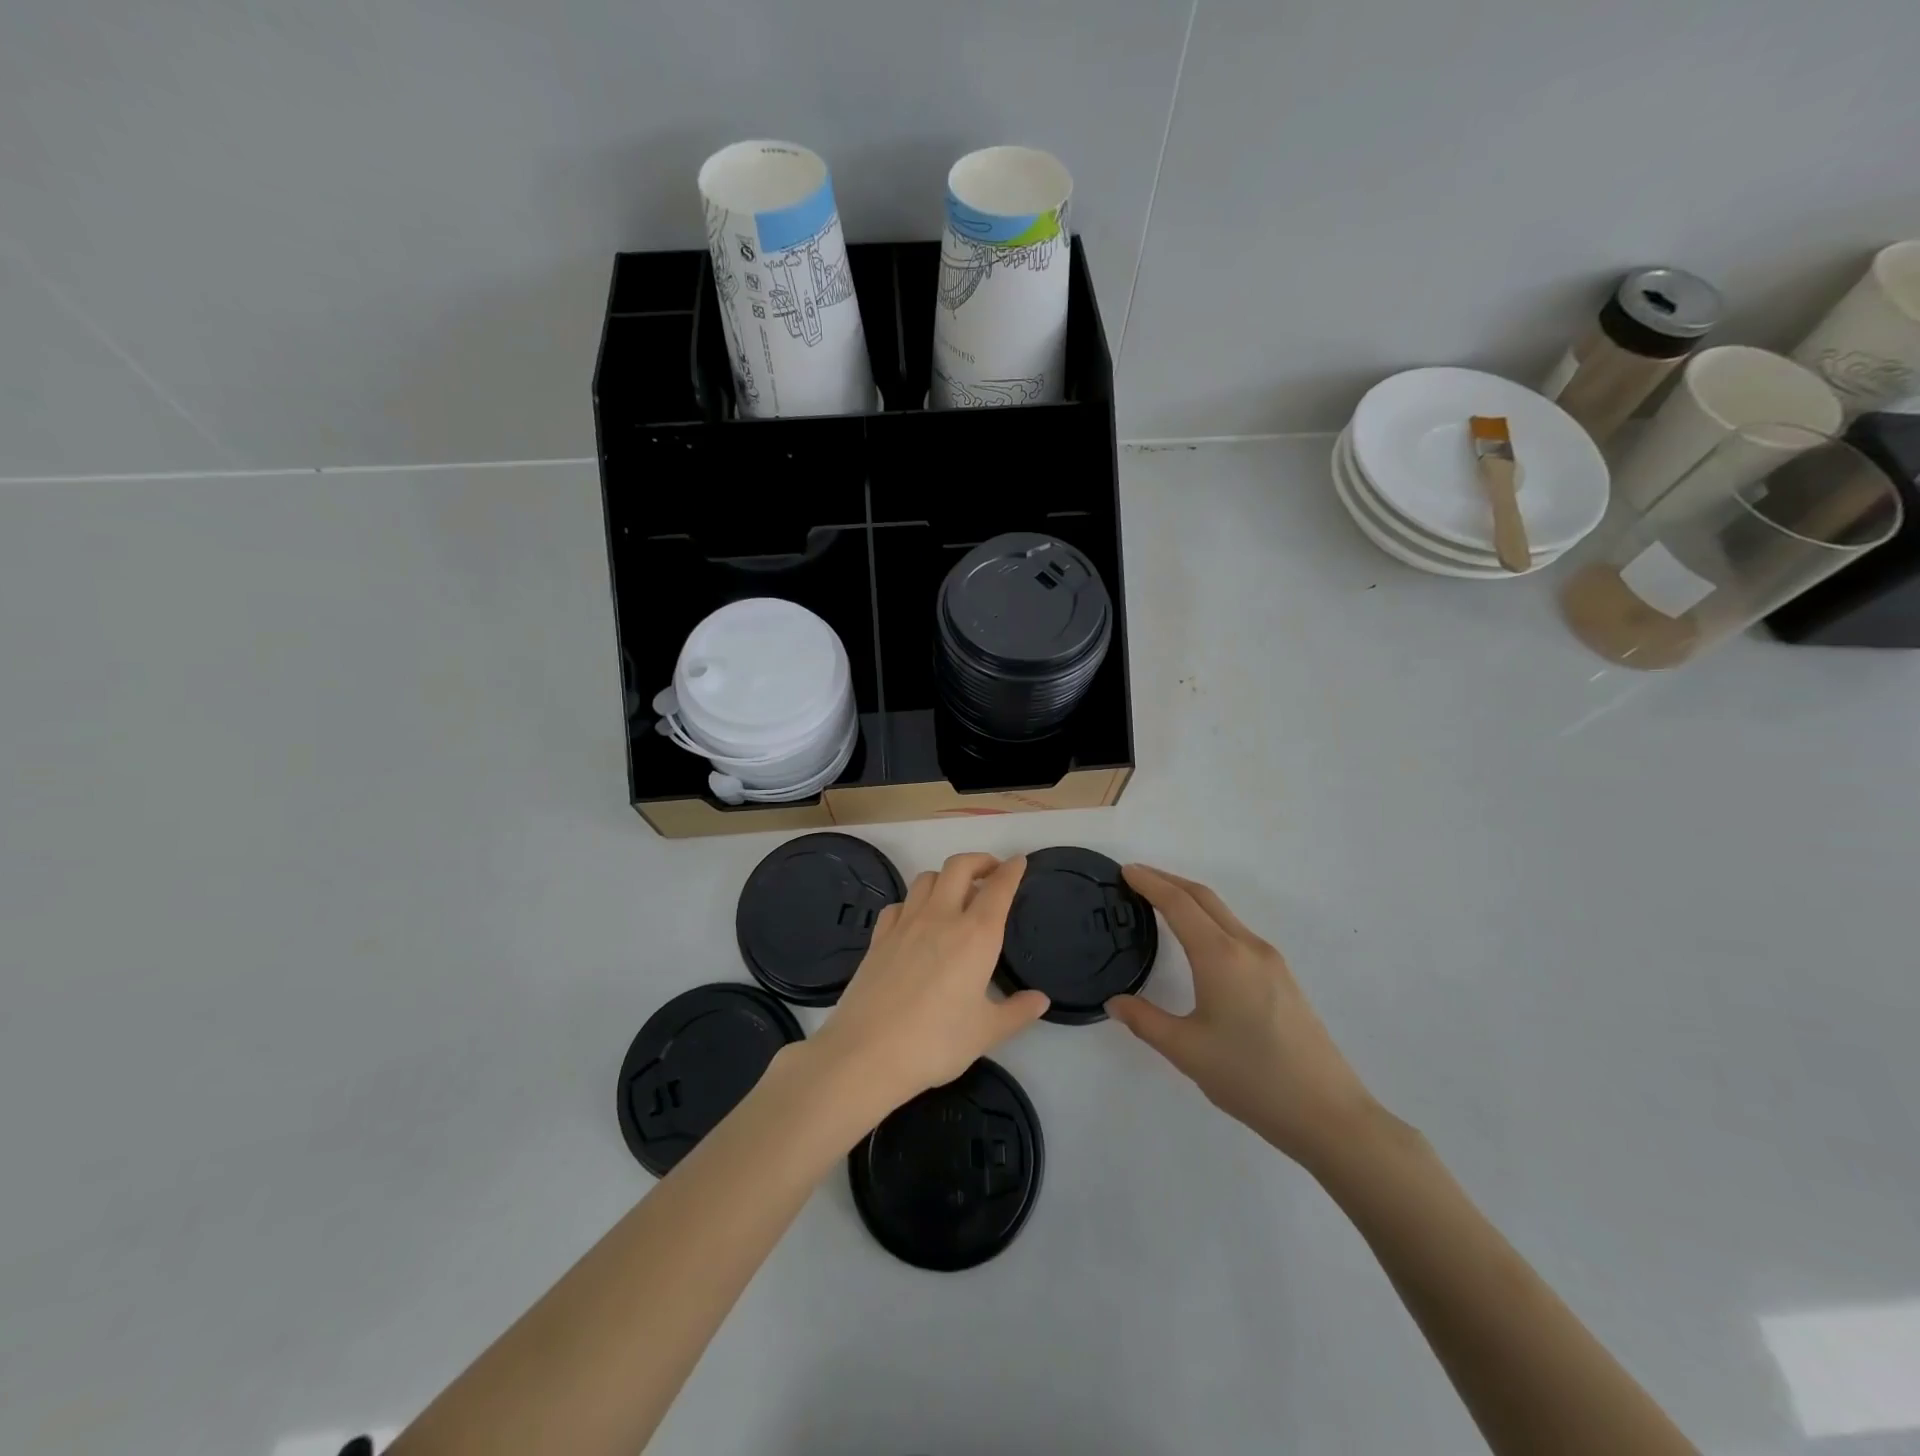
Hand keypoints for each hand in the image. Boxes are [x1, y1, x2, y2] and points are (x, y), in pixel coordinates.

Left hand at [811, 853, 1048, 1120]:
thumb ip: (1017, 1012)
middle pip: (959, 866)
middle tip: (992, 871)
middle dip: (979, 860)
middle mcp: (941, 917)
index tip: (1019, 861)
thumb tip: (1040, 1000)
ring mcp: (905, 924)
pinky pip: (899, 904)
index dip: (1012, 870)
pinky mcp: (878, 937)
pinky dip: (913, 902)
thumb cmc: (936, 1042)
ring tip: (956, 894)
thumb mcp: (986, 1032)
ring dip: (946, 877)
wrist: (866, 1052)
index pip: (998, 889)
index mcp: (975, 935)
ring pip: (926, 878)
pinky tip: (916, 920)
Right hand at [1107, 864, 1381, 1169]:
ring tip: (1161, 902)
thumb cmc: (1251, 1078)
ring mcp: (1270, 961)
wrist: (1327, 1114)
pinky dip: (1209, 919)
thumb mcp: (1186, 1051)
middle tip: (1137, 877)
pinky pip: (1237, 931)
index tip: (1126, 871)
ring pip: (1223, 914)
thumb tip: (1115, 1002)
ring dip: (1190, 899)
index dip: (1150, 883)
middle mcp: (1247, 946)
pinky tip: (1199, 940)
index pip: (1178, 904)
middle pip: (1203, 898)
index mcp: (1220, 956)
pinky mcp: (1282, 978)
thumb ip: (1145, 1021)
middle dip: (1168, 881)